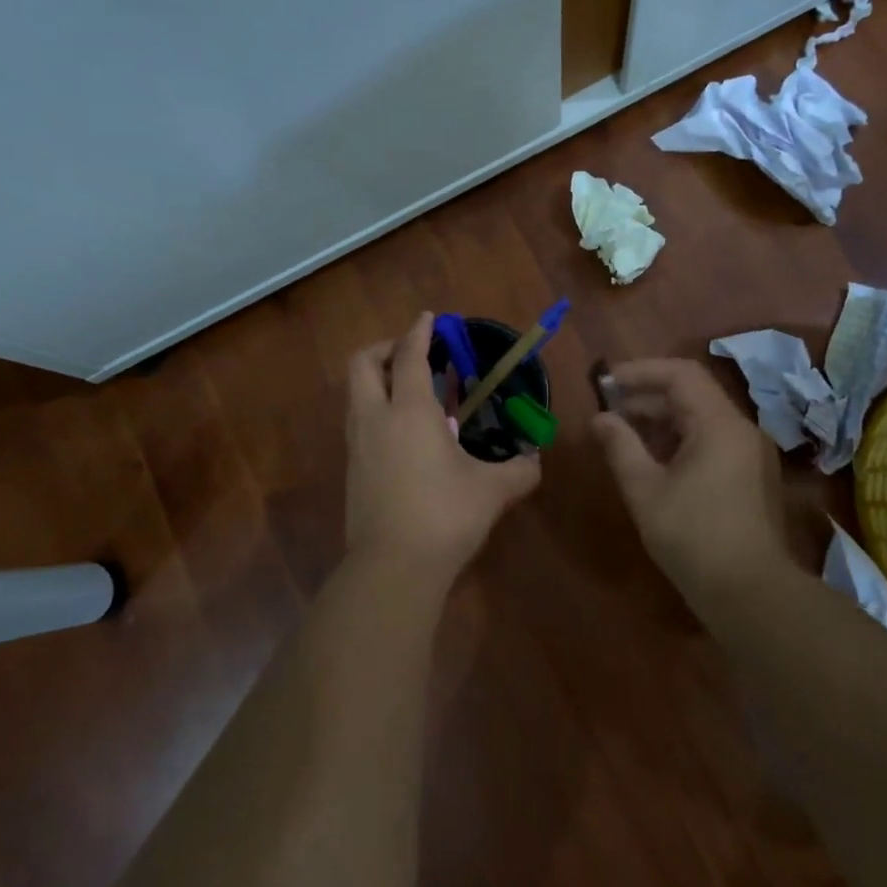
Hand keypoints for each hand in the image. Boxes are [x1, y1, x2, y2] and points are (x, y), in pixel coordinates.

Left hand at [345, 312, 541, 577]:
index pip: (409, 356)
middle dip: (385, 348)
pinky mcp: (351, 470)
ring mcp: (357, 445)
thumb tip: (535, 462)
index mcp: (409, 411)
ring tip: (411, 392)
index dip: (418, 332)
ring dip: (378, 380)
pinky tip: (404, 434)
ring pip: (356, 394)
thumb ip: (519, 471)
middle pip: (362, 364)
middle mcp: (375, 419)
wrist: (392, 567)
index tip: (429, 319)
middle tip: (412, 354)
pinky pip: (359, 423)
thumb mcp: (492, 491)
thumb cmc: (445, 516)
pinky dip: (376, 411)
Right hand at [592, 359, 790, 589]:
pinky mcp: (749, 474)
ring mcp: (749, 452)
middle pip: (691, 393)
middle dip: (647, 396)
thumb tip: (600, 418)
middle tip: (608, 409)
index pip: (680, 374)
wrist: (750, 593)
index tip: (606, 383)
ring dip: (661, 418)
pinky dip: (679, 439)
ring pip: (700, 417)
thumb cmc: (693, 537)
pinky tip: (652, 458)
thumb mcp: (645, 490)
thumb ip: (620, 446)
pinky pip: (711, 439)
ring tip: (623, 433)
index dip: (640, 371)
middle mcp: (740, 428)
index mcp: (719, 424)